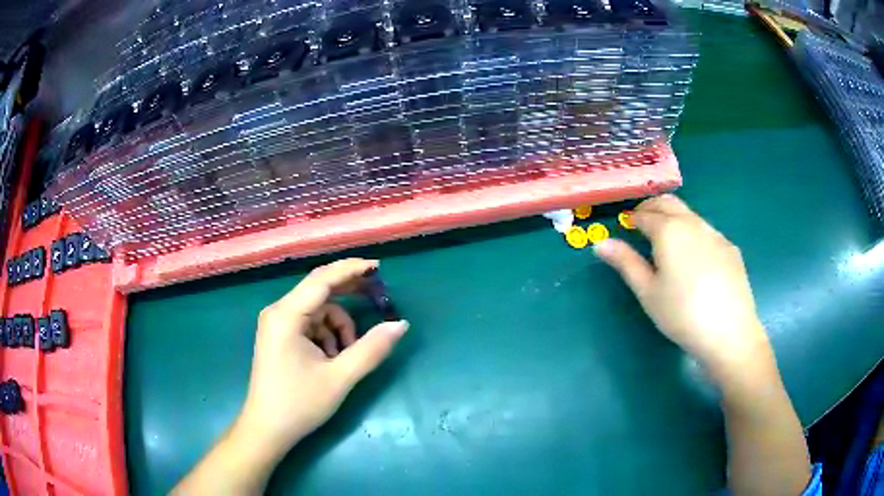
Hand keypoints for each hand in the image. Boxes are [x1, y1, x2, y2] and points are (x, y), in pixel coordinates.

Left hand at [236, 258, 408, 456]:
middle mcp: (278, 312)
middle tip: (378, 299)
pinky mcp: (280, 337)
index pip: (322, 279)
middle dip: (349, 295)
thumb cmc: (299, 403)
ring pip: (318, 312)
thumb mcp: (340, 378)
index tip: (379, 267)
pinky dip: (327, 337)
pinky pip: (311, 324)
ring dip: (339, 328)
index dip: (351, 269)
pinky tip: (331, 361)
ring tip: (345, 358)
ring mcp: (277, 325)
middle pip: (319, 291)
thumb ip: (371, 349)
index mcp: (286, 315)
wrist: (267, 430)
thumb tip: (401, 324)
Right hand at [594, 195, 770, 377]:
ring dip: (674, 218)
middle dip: (652, 207)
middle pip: (669, 203)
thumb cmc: (681, 314)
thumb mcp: (648, 292)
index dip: (632, 219)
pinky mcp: (730, 248)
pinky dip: (694, 233)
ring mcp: (715, 234)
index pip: (645, 214)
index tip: (625, 226)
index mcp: (669, 231)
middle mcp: (693, 223)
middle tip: (641, 223)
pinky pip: (707, 231)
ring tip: (667, 241)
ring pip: (690, 215)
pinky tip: (695, 258)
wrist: (729, 332)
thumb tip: (600, 243)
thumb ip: (626, 263)